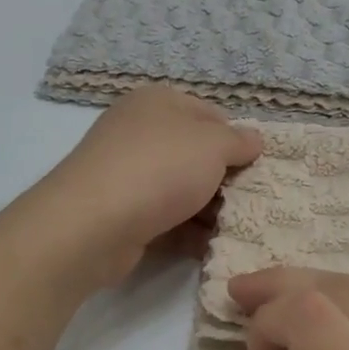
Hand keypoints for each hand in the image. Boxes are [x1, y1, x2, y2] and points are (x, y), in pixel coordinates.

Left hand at [42, 87, 262, 284]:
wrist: (93, 224)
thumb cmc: (160, 169)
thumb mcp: (213, 144)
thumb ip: (240, 140)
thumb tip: (254, 139)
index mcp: (158, 102)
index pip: (211, 114)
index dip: (236, 139)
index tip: (255, 167)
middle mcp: (139, 131)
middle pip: (196, 154)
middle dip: (224, 179)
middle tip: (249, 201)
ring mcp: (127, 173)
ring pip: (182, 189)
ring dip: (209, 210)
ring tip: (234, 229)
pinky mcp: (121, 212)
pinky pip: (165, 218)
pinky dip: (187, 231)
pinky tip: (208, 247)